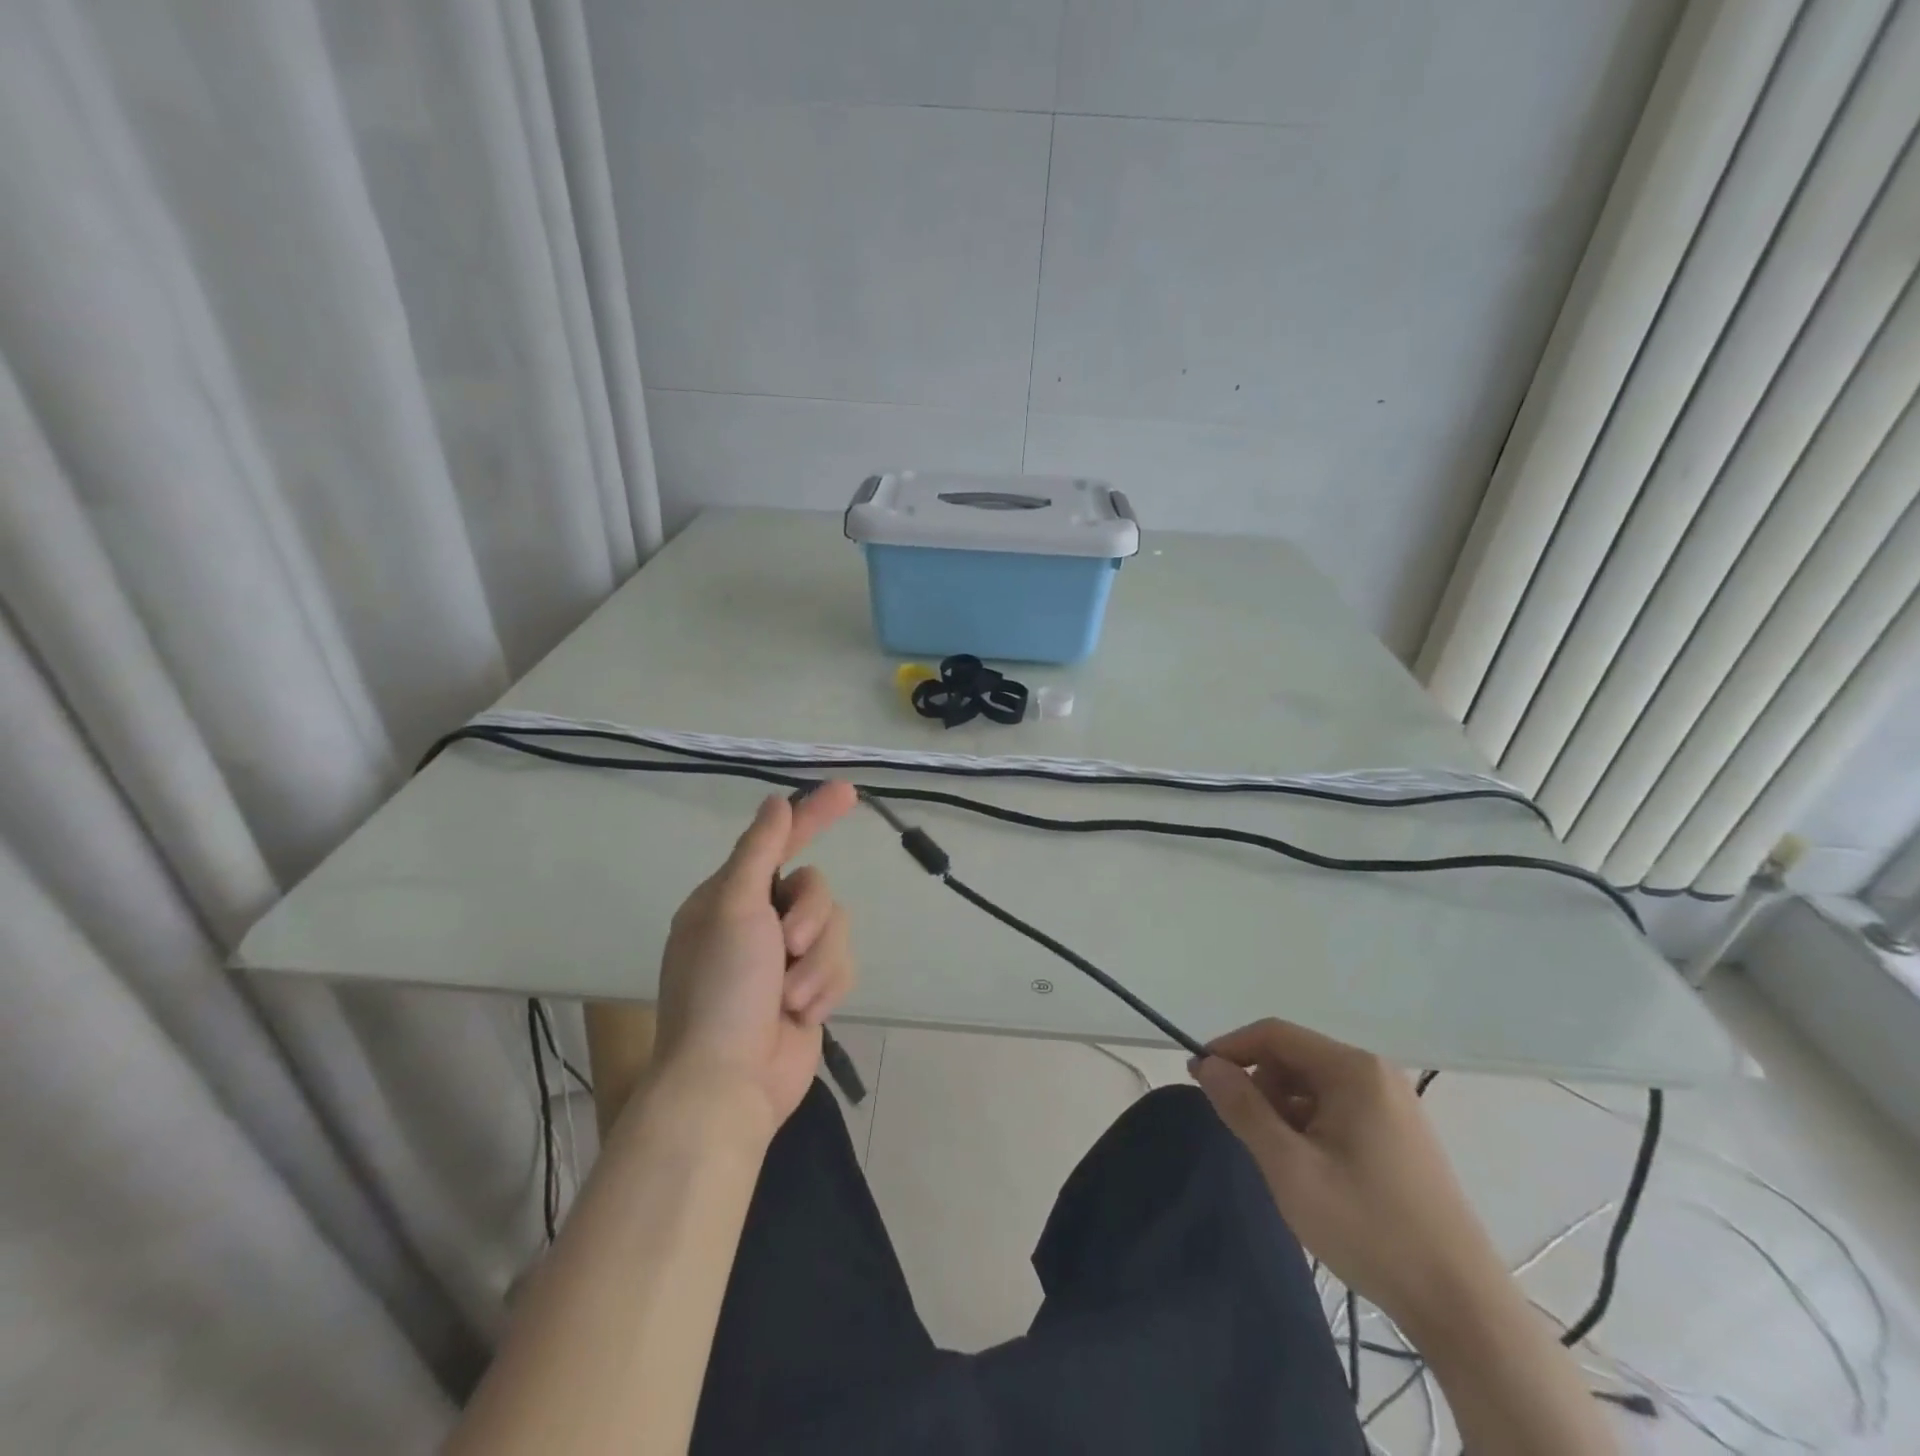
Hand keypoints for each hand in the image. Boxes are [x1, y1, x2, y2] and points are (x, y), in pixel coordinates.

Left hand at [654, 783, 859, 1130]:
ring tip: (790, 998)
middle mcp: (759, 922)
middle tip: (785, 947)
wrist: (728, 1082)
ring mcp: (786, 959)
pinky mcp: (810, 989)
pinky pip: (842, 966)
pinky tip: (804, 1016)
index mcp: (730, 898)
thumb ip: (759, 850)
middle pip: (817, 888)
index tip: (848, 791)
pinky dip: (827, 988)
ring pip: (837, 928)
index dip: (813, 815)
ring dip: (818, 963)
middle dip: (811, 919)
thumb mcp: (733, 909)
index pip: (779, 842)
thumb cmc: (721, 988)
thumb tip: (775, 802)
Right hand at [1190, 1019, 1506, 1338]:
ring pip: (1314, 1086)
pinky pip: (1338, 1109)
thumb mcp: (1289, 1167)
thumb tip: (1207, 1065)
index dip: (1231, 1049)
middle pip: (1295, 1058)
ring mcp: (1394, 1105)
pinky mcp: (1402, 1135)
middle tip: (1244, 1134)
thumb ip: (1243, 1109)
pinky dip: (1310, 1126)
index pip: (1274, 1034)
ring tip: (1280, 1161)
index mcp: (1353, 1070)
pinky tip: (1311, 1170)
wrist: (1461, 1307)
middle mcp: (1376, 1074)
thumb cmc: (1368, 1227)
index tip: (1199, 1078)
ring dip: (1284, 1110)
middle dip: (1260, 1086)